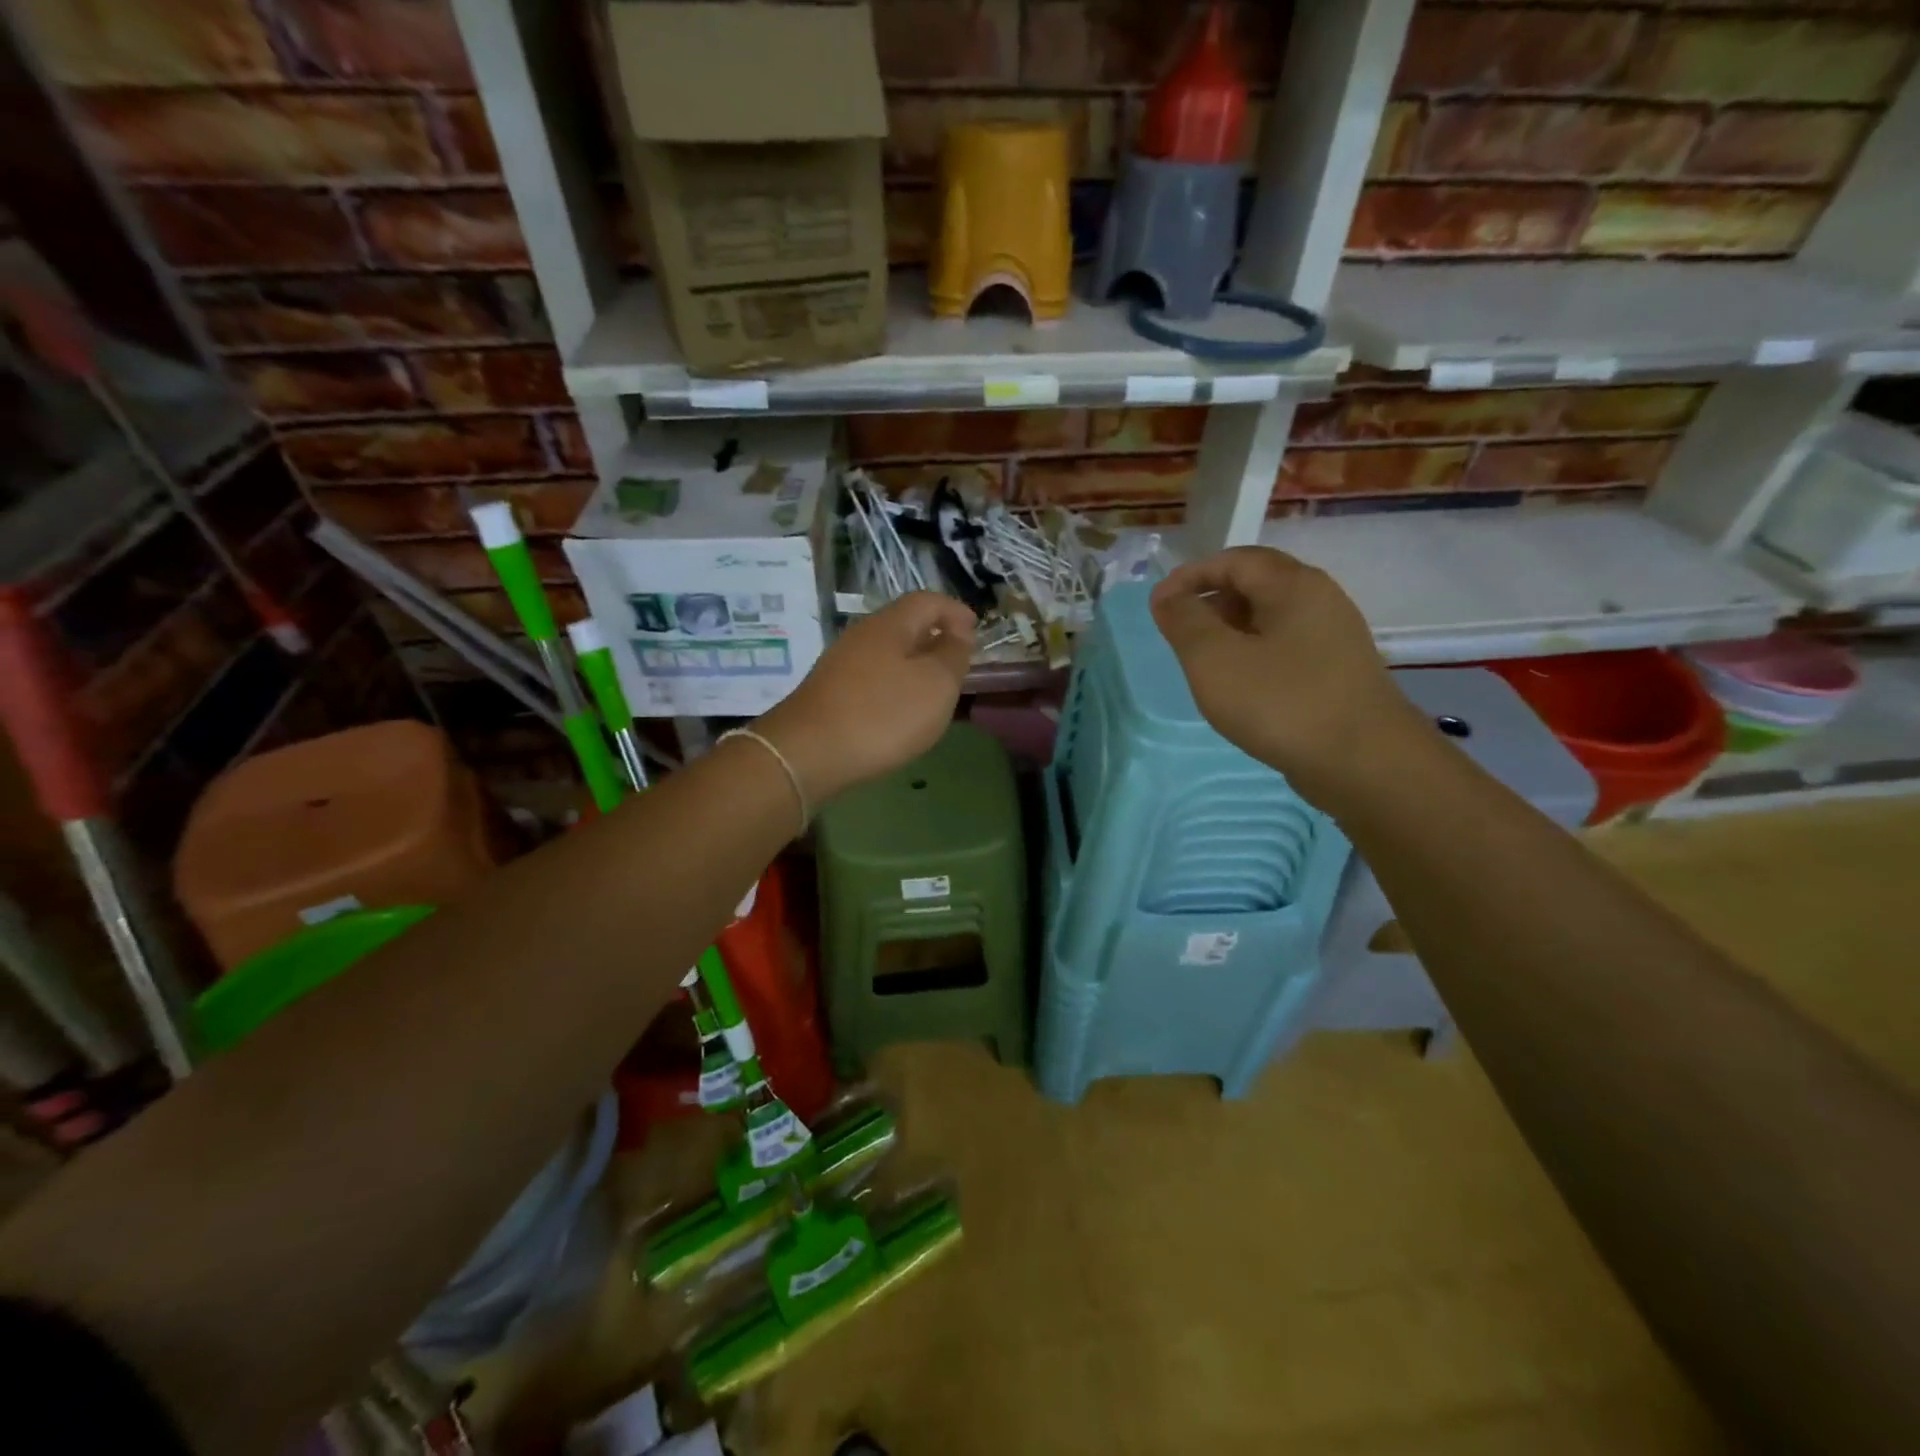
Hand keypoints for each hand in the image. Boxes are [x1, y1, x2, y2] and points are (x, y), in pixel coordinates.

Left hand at [758, 592, 974, 803]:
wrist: (807, 755)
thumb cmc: (882, 714)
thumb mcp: (936, 684)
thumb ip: (953, 655)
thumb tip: (957, 634)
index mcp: (890, 624)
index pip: (928, 601)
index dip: (955, 611)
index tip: (976, 632)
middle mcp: (861, 636)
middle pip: (905, 625)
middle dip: (935, 638)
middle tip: (960, 663)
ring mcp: (840, 665)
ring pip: (888, 653)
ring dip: (915, 665)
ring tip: (935, 690)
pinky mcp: (830, 694)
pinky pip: (873, 678)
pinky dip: (895, 686)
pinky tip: (901, 712)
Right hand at [1150, 547, 1425, 802]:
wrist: (1364, 764)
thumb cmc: (1281, 703)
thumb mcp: (1214, 659)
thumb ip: (1184, 621)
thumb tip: (1166, 595)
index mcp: (1293, 585)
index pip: (1233, 560)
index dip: (1189, 576)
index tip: (1158, 606)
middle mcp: (1320, 600)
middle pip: (1255, 584)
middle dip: (1210, 602)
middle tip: (1178, 634)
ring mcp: (1334, 638)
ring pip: (1270, 619)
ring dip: (1230, 632)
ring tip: (1203, 664)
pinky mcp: (1337, 673)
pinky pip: (1285, 648)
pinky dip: (1254, 656)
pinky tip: (1240, 688)